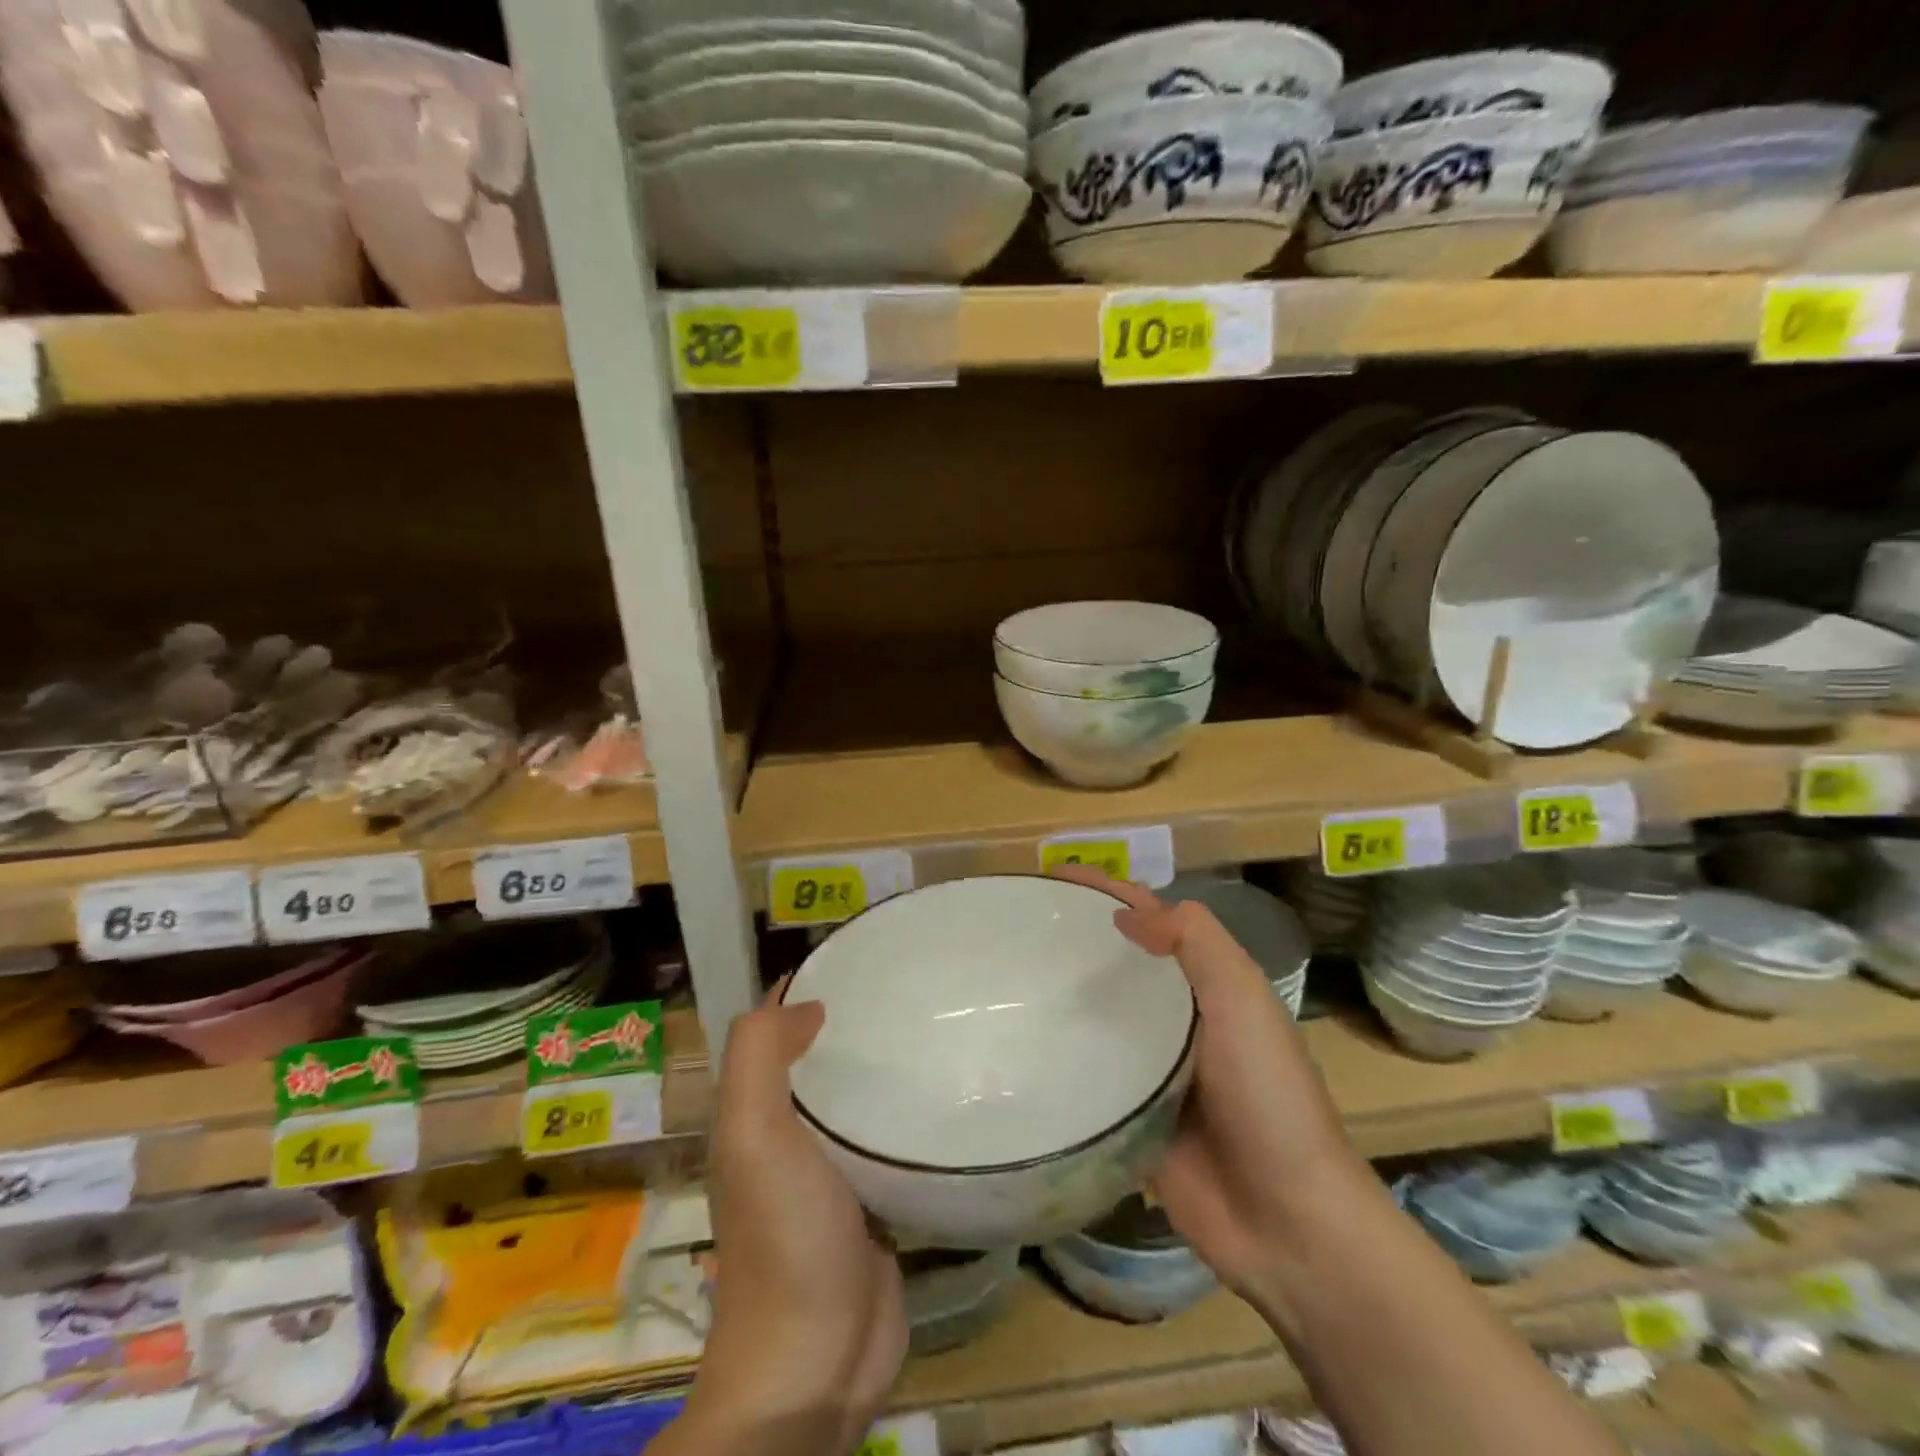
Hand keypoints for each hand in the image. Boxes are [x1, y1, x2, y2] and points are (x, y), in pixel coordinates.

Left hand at [674, 989, 905, 1455]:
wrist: (816, 1360)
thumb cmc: (783, 1236)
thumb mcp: (752, 1135)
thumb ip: (759, 1058)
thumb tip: (805, 1004)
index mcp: (753, 1117)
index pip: (772, 1035)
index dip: (800, 990)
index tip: (852, 955)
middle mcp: (789, 1137)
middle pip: (818, 1061)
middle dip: (851, 1021)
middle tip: (908, 983)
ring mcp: (834, 1172)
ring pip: (855, 1099)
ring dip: (882, 1066)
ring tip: (934, 1023)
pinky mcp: (876, 1200)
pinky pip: (888, 1139)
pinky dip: (907, 1112)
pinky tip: (946, 1089)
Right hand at [1052, 868, 1371, 1301]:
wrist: (1285, 1220)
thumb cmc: (1267, 1094)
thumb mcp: (1242, 998)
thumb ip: (1194, 941)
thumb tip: (1124, 915)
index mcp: (1207, 983)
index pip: (1150, 917)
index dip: (1105, 891)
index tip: (1050, 876)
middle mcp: (1177, 1017)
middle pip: (1118, 962)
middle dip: (1074, 939)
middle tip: (1012, 927)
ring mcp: (1151, 1068)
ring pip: (1097, 1016)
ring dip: (1060, 995)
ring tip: (1001, 978)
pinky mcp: (1128, 1114)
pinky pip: (1086, 1075)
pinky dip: (1057, 1057)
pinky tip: (1014, 1044)